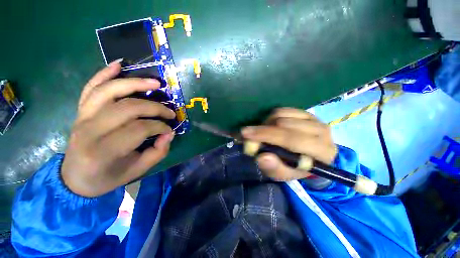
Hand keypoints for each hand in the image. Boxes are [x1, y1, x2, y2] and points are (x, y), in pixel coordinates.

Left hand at [61, 60, 175, 196]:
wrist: (75, 178)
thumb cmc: (108, 177)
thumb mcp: (138, 170)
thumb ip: (158, 152)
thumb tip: (169, 133)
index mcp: (105, 150)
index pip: (140, 128)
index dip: (160, 126)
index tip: (170, 130)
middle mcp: (90, 129)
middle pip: (128, 107)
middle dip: (155, 107)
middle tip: (169, 112)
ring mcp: (82, 117)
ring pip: (109, 91)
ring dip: (135, 83)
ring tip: (155, 82)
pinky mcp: (80, 111)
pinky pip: (91, 87)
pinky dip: (104, 73)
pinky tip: (119, 64)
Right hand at [241, 108, 336, 180]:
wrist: (310, 157)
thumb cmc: (296, 168)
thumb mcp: (285, 174)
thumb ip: (275, 168)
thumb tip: (262, 157)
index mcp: (321, 151)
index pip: (291, 139)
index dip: (266, 136)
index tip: (246, 135)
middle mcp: (321, 131)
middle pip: (284, 124)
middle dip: (262, 130)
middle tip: (248, 135)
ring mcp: (314, 118)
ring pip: (281, 115)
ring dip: (266, 124)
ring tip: (263, 134)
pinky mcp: (305, 112)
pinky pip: (282, 110)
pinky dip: (271, 117)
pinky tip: (270, 127)